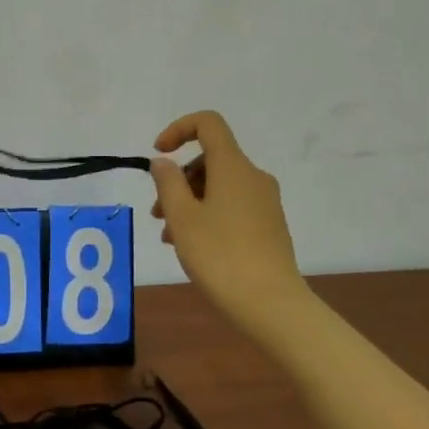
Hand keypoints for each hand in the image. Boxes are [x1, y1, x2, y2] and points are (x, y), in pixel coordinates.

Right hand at [150, 111, 306, 339]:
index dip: (179, 129)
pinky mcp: (269, 225)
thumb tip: (164, 161)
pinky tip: (193, 246)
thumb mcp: (182, 218)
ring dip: (190, 202)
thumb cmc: (220, 255)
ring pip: (219, 187)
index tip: (158, 154)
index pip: (208, 124)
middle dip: (179, 180)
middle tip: (158, 214)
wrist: (270, 304)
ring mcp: (265, 202)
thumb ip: (168, 183)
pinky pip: (232, 206)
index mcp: (233, 166)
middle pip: (210, 160)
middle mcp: (253, 176)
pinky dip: (208, 215)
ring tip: (170, 237)